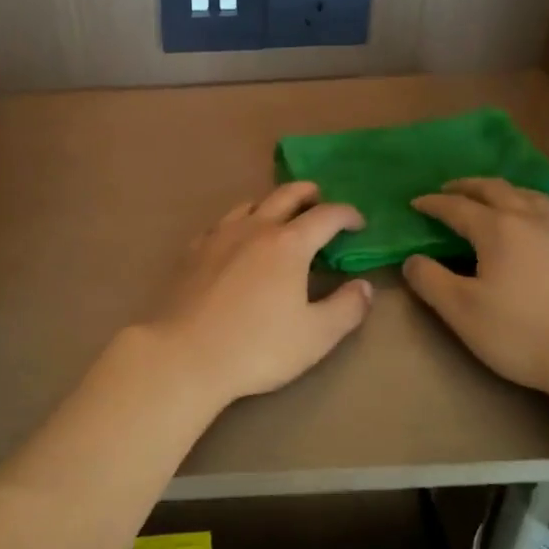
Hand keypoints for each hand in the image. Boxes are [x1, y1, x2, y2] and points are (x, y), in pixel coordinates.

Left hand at [143, 182, 373, 405]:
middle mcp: (254, 229)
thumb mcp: (316, 336)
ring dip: (271, 204)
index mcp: (288, 244)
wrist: (185, 355)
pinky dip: (238, 223)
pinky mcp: (192, 251)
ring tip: (279, 218)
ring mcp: (218, 236)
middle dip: (309, 194)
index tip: (358, 224)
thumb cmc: (256, 347)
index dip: (347, 215)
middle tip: (320, 200)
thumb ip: (347, 308)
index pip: (326, 215)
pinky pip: (221, 224)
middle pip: (285, 195)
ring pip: (249, 204)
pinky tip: (236, 240)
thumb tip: (363, 286)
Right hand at [403, 178, 548, 398]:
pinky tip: (538, 224)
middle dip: (468, 186)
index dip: (433, 204)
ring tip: (493, 198)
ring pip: (530, 195)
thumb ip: (430, 281)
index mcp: (497, 228)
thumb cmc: (522, 332)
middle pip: (495, 189)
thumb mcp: (461, 311)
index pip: (456, 207)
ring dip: (504, 191)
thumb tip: (413, 260)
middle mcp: (532, 218)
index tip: (415, 203)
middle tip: (449, 190)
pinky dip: (534, 207)